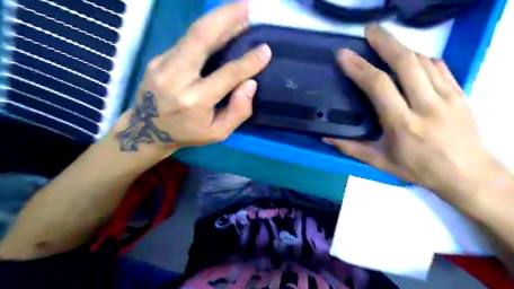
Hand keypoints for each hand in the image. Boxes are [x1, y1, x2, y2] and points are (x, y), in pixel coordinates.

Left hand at [113, 1, 270, 153]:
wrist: (145, 130)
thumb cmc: (187, 133)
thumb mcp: (217, 133)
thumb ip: (237, 112)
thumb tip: (250, 83)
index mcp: (194, 101)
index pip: (227, 75)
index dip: (248, 62)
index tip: (265, 49)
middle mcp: (176, 77)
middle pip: (201, 37)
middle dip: (226, 17)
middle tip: (248, 5)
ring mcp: (163, 63)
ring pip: (193, 32)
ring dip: (218, 18)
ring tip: (238, 8)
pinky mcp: (158, 57)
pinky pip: (187, 39)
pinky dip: (207, 30)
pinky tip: (221, 26)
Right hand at [325, 25, 504, 202]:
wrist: (468, 175)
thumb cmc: (419, 169)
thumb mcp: (380, 162)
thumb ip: (351, 148)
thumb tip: (326, 137)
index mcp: (402, 124)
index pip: (379, 86)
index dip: (359, 67)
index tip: (344, 54)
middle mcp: (426, 105)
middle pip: (405, 63)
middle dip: (385, 42)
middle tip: (369, 30)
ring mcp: (447, 96)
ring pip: (423, 61)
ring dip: (401, 47)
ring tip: (385, 41)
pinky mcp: (460, 93)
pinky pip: (439, 66)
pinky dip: (421, 57)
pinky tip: (410, 57)